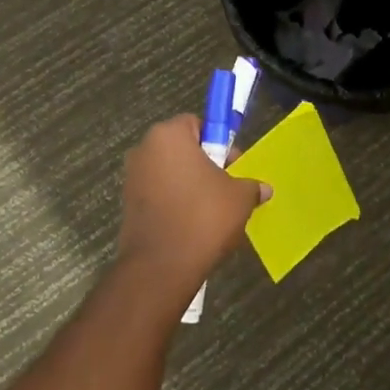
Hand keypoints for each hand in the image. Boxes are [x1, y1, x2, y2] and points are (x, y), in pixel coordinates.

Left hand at [114, 116, 266, 298]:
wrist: (162, 266)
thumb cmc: (203, 217)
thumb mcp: (240, 197)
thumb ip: (250, 186)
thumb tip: (263, 189)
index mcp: (169, 135)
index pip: (197, 123)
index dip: (218, 141)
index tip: (232, 164)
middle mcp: (144, 149)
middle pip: (181, 147)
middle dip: (204, 163)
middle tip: (226, 187)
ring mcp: (132, 177)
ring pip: (170, 172)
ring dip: (189, 184)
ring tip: (211, 210)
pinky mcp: (127, 204)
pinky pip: (158, 194)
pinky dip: (174, 202)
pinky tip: (192, 224)